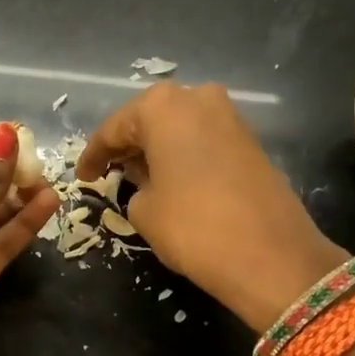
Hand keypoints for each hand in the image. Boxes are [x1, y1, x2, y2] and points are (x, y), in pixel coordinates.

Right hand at [76, 83, 345, 331]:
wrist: (272, 256)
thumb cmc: (193, 226)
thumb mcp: (144, 209)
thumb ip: (134, 185)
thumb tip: (146, 179)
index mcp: (163, 106)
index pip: (114, 128)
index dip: (94, 155)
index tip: (82, 176)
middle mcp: (198, 98)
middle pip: (150, 120)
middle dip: (129, 146)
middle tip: (109, 173)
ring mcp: (230, 116)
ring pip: (180, 128)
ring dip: (158, 149)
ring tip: (139, 178)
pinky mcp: (251, 140)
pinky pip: (204, 140)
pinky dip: (184, 155)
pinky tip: (173, 180)